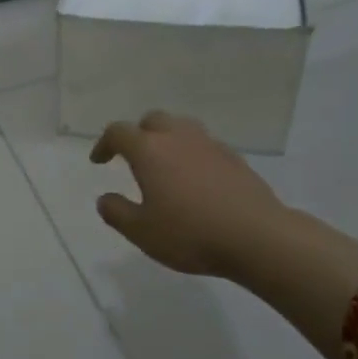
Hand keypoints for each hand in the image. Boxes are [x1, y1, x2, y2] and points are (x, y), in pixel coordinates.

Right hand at [90, 111, 289, 277]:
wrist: (258, 238)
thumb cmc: (190, 234)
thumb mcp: (141, 231)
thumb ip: (116, 212)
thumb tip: (105, 199)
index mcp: (149, 150)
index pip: (119, 132)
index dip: (104, 144)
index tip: (99, 161)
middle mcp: (178, 138)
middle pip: (152, 120)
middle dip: (138, 134)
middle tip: (133, 158)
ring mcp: (210, 145)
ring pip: (182, 128)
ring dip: (167, 139)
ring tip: (164, 165)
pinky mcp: (235, 159)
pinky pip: (205, 145)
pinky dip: (192, 154)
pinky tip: (195, 180)